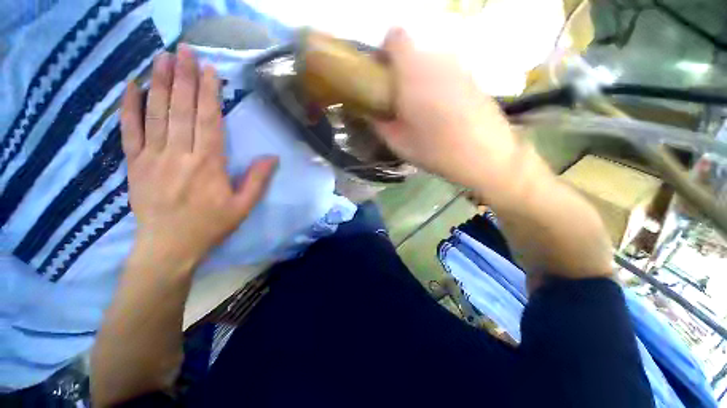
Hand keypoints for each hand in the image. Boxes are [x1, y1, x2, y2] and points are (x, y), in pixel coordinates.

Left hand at [120, 45, 277, 267]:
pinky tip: (131, 86)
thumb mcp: (243, 207)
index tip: (208, 70)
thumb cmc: (210, 226)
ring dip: (159, 83)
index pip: (208, 121)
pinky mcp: (134, 164)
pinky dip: (129, 107)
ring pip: (156, 114)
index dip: (208, 94)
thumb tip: (272, 157)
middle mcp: (179, 155)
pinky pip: (129, 131)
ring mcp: (152, 157)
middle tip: (184, 50)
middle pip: (181, 110)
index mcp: (208, 165)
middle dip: (183, 78)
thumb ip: (257, 180)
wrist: (169, 247)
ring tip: (161, 57)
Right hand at [373, 28, 522, 196]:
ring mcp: (458, 66)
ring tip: (424, 109)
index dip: (385, 51)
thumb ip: (380, 123)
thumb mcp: (399, 143)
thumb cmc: (436, 150)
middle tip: (402, 101)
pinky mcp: (473, 77)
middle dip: (402, 72)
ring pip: (431, 64)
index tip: (383, 75)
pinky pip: (447, 73)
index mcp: (413, 72)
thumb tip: (373, 112)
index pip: (395, 37)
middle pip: (413, 53)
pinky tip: (444, 111)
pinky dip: (439, 85)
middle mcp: (437, 60)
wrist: (485, 155)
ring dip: (421, 79)